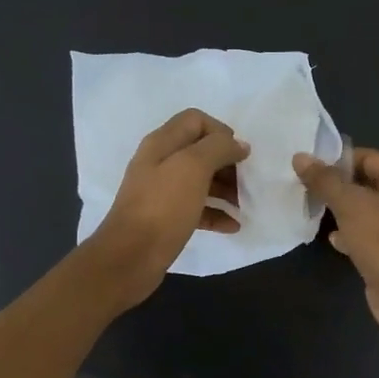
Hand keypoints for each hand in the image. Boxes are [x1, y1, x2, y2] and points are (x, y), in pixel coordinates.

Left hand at [87, 109, 249, 307]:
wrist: (130, 257)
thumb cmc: (163, 207)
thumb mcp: (192, 168)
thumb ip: (218, 148)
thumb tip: (239, 145)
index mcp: (162, 144)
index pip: (195, 120)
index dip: (221, 132)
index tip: (240, 155)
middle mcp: (160, 163)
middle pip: (200, 152)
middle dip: (227, 163)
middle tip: (247, 182)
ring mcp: (162, 193)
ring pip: (201, 181)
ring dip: (226, 189)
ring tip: (245, 205)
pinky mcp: (166, 219)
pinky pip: (197, 209)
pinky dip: (216, 213)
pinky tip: (233, 226)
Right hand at [293, 147, 378, 338]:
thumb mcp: (349, 203)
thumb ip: (324, 180)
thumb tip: (300, 157)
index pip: (370, 158)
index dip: (340, 160)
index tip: (311, 166)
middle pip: (368, 185)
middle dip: (339, 187)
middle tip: (308, 188)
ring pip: (367, 212)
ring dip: (343, 212)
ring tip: (314, 210)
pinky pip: (368, 236)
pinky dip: (350, 235)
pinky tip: (332, 239)